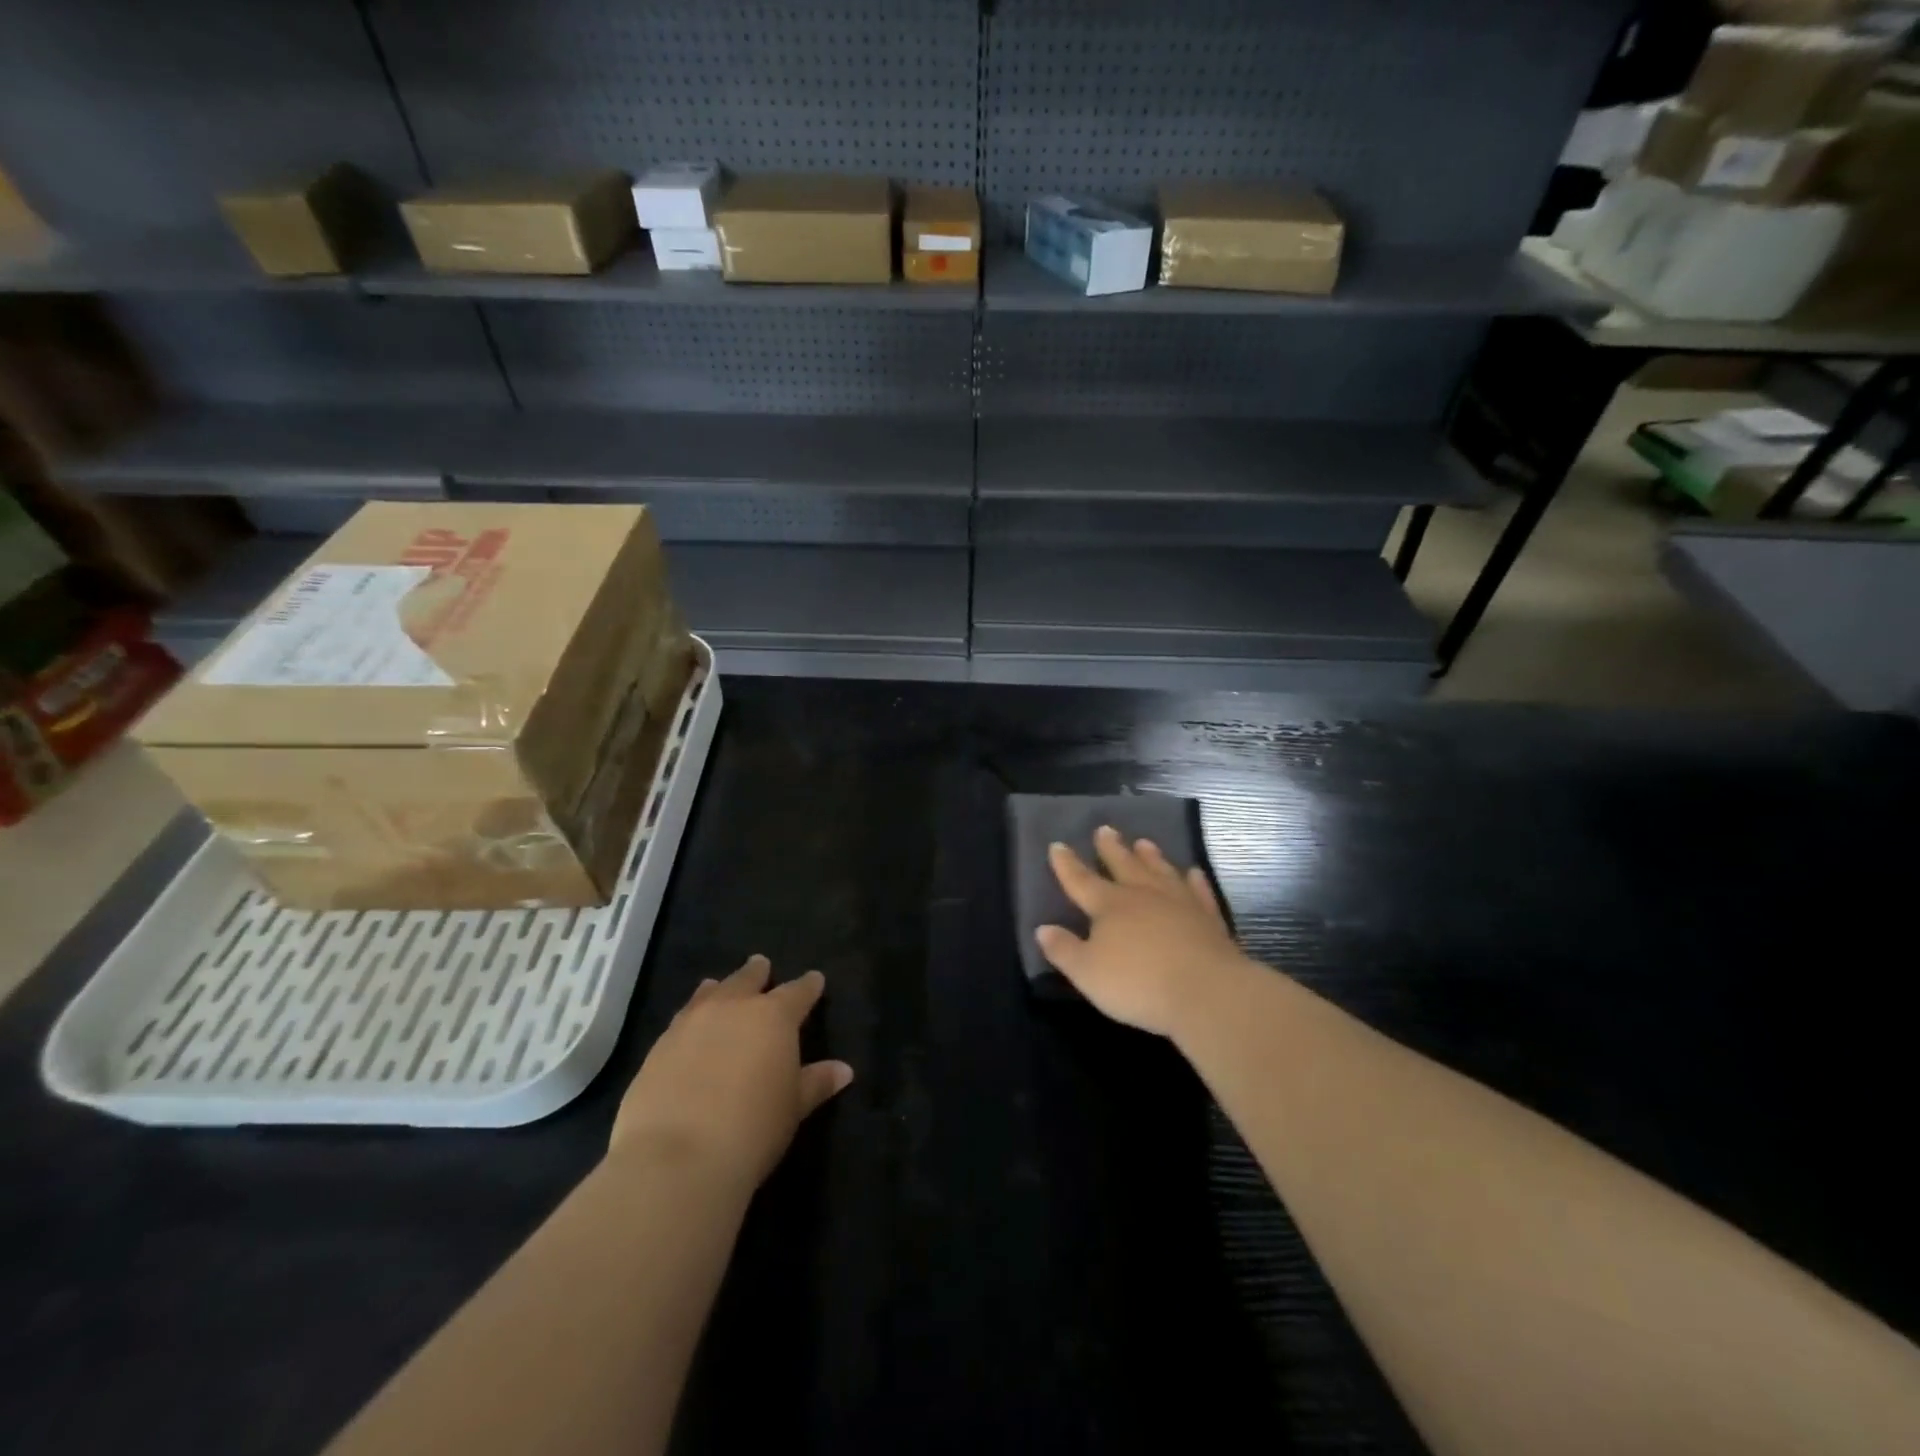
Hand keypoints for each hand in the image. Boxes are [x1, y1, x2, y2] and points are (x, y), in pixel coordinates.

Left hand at [610, 955, 853, 1188]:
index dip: (808, 986)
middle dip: (757, 973)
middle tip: (761, 964)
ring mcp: (690, 1024)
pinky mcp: (658, 1048)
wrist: (677, 1159)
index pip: (797, 992)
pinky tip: (688, 1028)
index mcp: (773, 1017)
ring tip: (718, 985)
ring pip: (709, 994)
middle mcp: (732, 1008)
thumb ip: (816, 1083)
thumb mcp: (794, 1108)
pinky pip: (680, 1020)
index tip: (815, 979)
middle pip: (747, 980)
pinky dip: (690, 1017)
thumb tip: (844, 1070)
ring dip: (718, 989)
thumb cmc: (752, 1129)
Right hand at [1036, 825, 1251, 1038]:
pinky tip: (1193, 873)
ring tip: (1144, 842)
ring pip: (1161, 871)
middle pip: (1123, 865)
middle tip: (1105, 829)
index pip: (1081, 880)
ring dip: (1151, 857)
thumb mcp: (1087, 973)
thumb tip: (1042, 929)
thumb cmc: (1138, 983)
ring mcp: (1179, 904)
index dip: (1067, 864)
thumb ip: (1064, 950)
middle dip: (1111, 849)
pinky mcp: (1209, 919)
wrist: (1206, 991)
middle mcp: (1143, 896)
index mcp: (1109, 906)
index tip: (1058, 845)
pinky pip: (1199, 893)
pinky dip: (1195, 882)